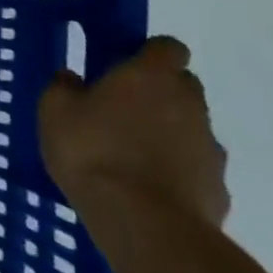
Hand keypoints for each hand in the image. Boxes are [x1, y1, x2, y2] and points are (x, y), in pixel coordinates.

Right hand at [38, 36, 229, 228]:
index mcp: (151, 76)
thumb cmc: (93, 151)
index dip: (149, 54)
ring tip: (131, 158)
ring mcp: (210, 149)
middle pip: (183, 87)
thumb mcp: (54, 111)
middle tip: (122, 111)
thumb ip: (63, 87)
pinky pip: (195, 170)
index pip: (168, 47)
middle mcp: (190, 104)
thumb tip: (72, 78)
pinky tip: (147, 190)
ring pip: (190, 129)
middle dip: (159, 94)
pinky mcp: (218, 189)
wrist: (145, 225)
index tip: (125, 67)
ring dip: (168, 135)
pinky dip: (177, 173)